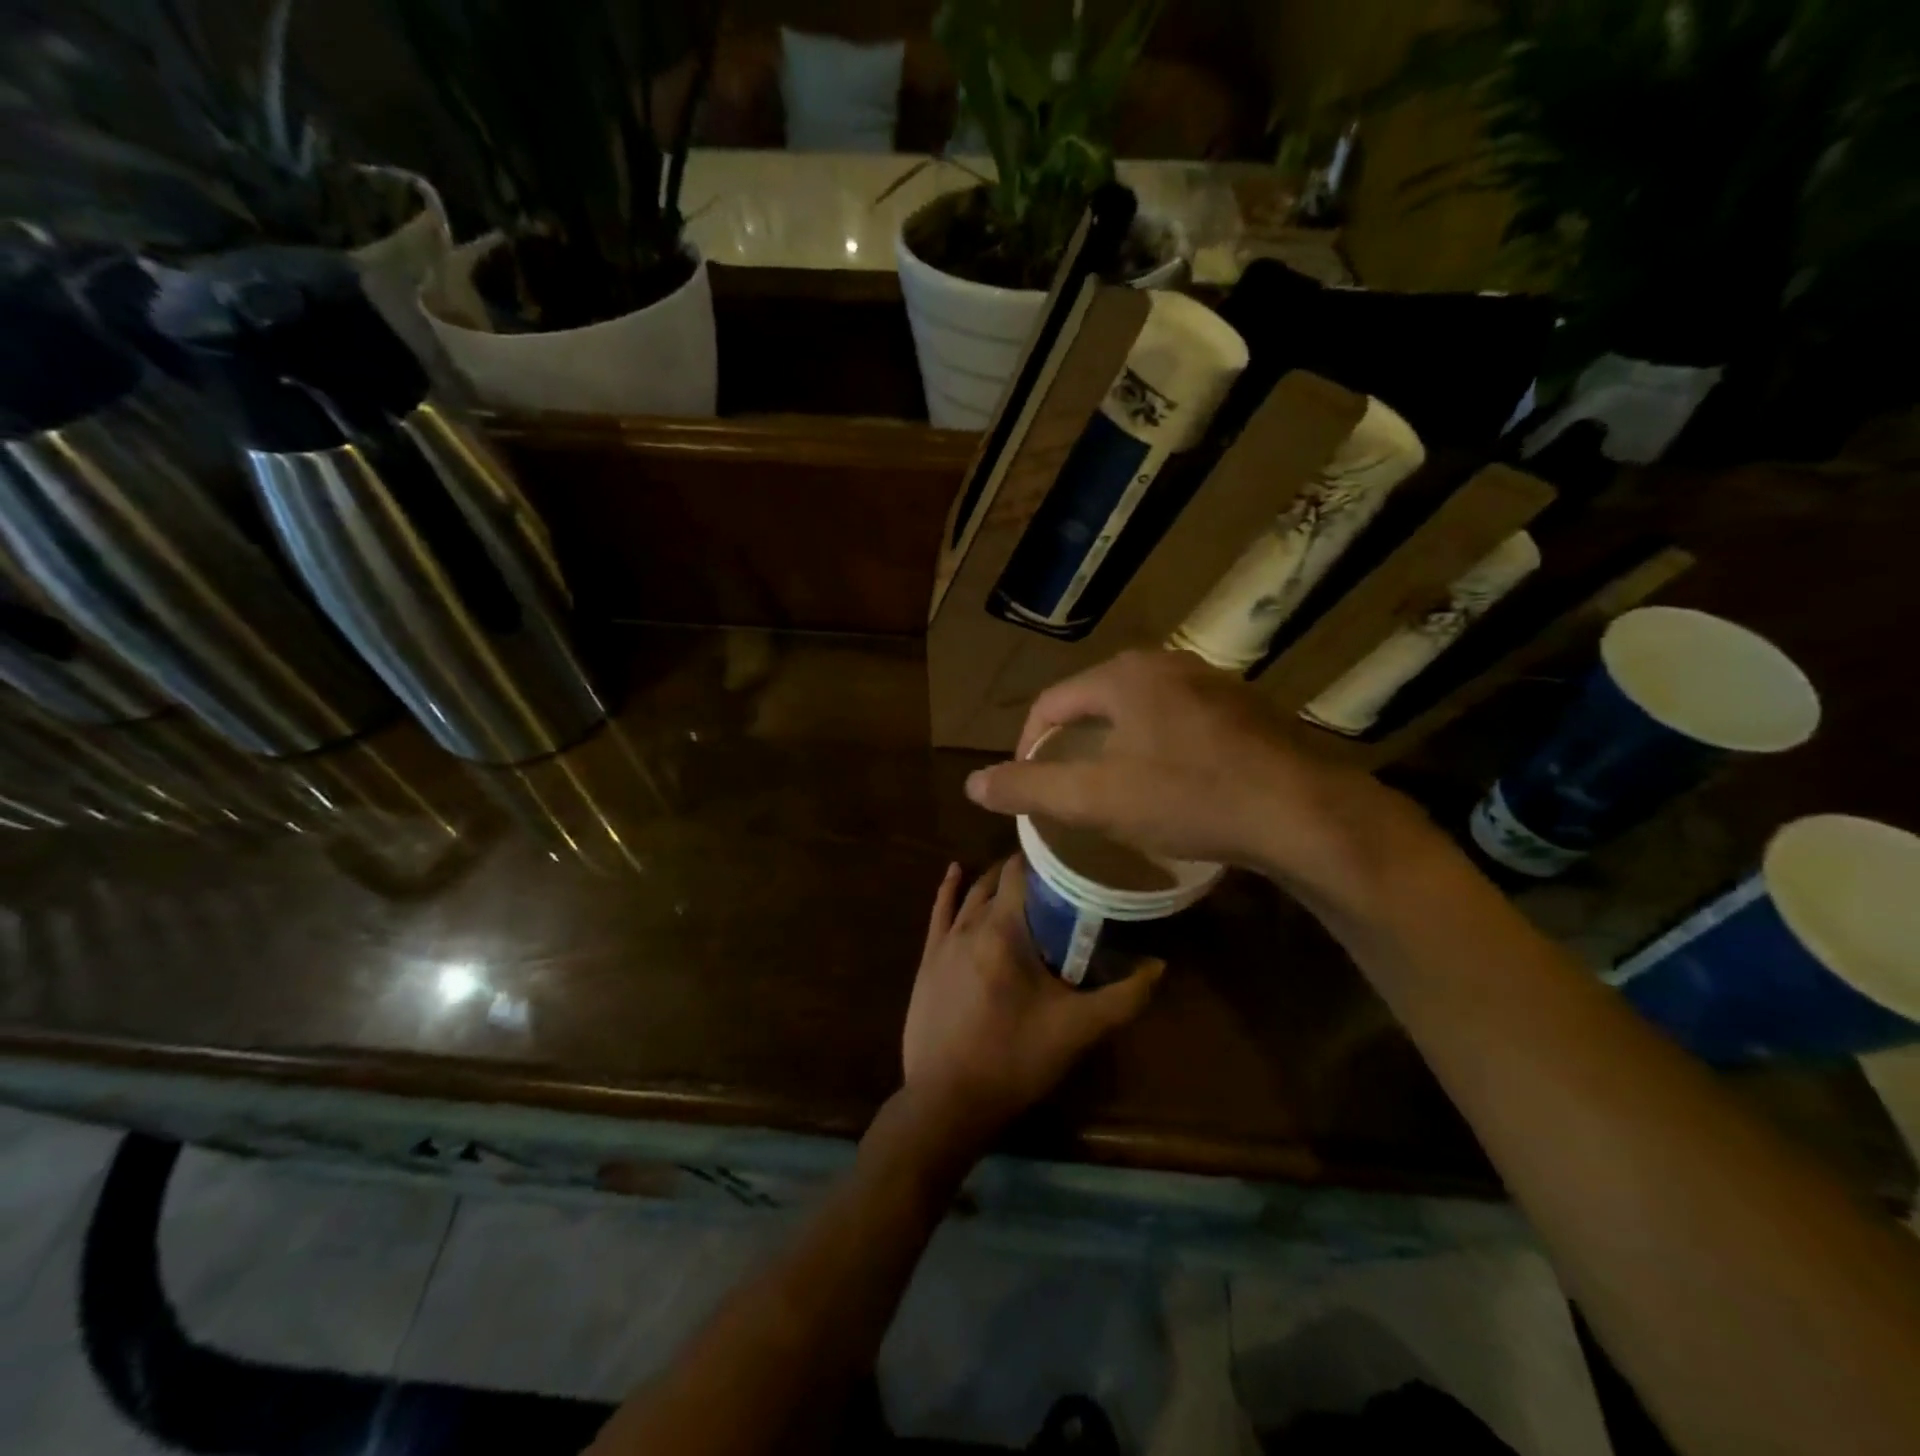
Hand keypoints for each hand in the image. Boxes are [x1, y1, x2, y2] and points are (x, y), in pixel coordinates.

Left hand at [901, 858, 1159, 1153]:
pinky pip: (938, 912)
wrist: (948, 1100)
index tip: (1070, 856)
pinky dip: (949, 889)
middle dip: (1025, 872)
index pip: (1022, 872)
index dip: (1045, 858)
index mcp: (1005, 930)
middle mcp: (971, 924)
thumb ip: (1124, 996)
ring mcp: (944, 941)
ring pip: (971, 894)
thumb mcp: (1078, 1029)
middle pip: (998, 881)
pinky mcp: (928, 960)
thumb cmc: (1015, 1059)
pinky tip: (955, 871)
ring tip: (1019, 874)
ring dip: (993, 881)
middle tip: (1055, 873)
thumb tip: (1159, 965)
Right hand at [962, 649, 1430, 911]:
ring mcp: (1212, 683)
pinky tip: (1173, 784)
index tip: (1029, 784)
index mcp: (1124, 676)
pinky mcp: (1245, 709)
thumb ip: (1029, 788)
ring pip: (1141, 712)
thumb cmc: (1189, 797)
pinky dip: (1160, 748)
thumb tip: (972, 784)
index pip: (1052, 702)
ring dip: (1117, 746)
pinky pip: (1181, 722)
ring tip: (1115, 789)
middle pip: (1096, 702)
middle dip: (1074, 744)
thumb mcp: (1097, 799)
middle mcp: (1166, 665)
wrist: (1302, 811)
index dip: (1030, 743)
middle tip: (1068, 789)